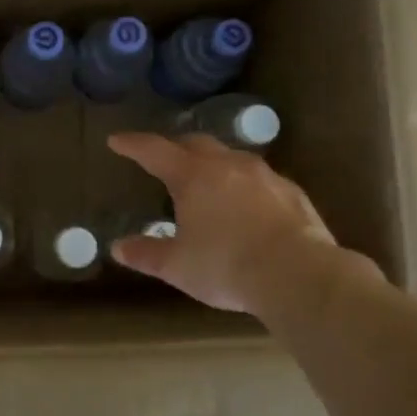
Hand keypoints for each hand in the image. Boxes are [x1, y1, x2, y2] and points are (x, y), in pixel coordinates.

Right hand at [107, 132, 381, 320]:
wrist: (299, 275)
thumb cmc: (227, 266)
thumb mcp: (177, 266)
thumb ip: (146, 253)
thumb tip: (118, 248)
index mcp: (193, 176)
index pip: (154, 150)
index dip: (132, 144)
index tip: (116, 140)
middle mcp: (228, 165)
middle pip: (195, 143)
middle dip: (175, 147)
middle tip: (163, 159)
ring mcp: (264, 175)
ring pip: (230, 157)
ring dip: (212, 163)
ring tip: (204, 181)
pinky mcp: (291, 192)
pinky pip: (258, 178)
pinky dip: (242, 184)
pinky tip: (244, 204)